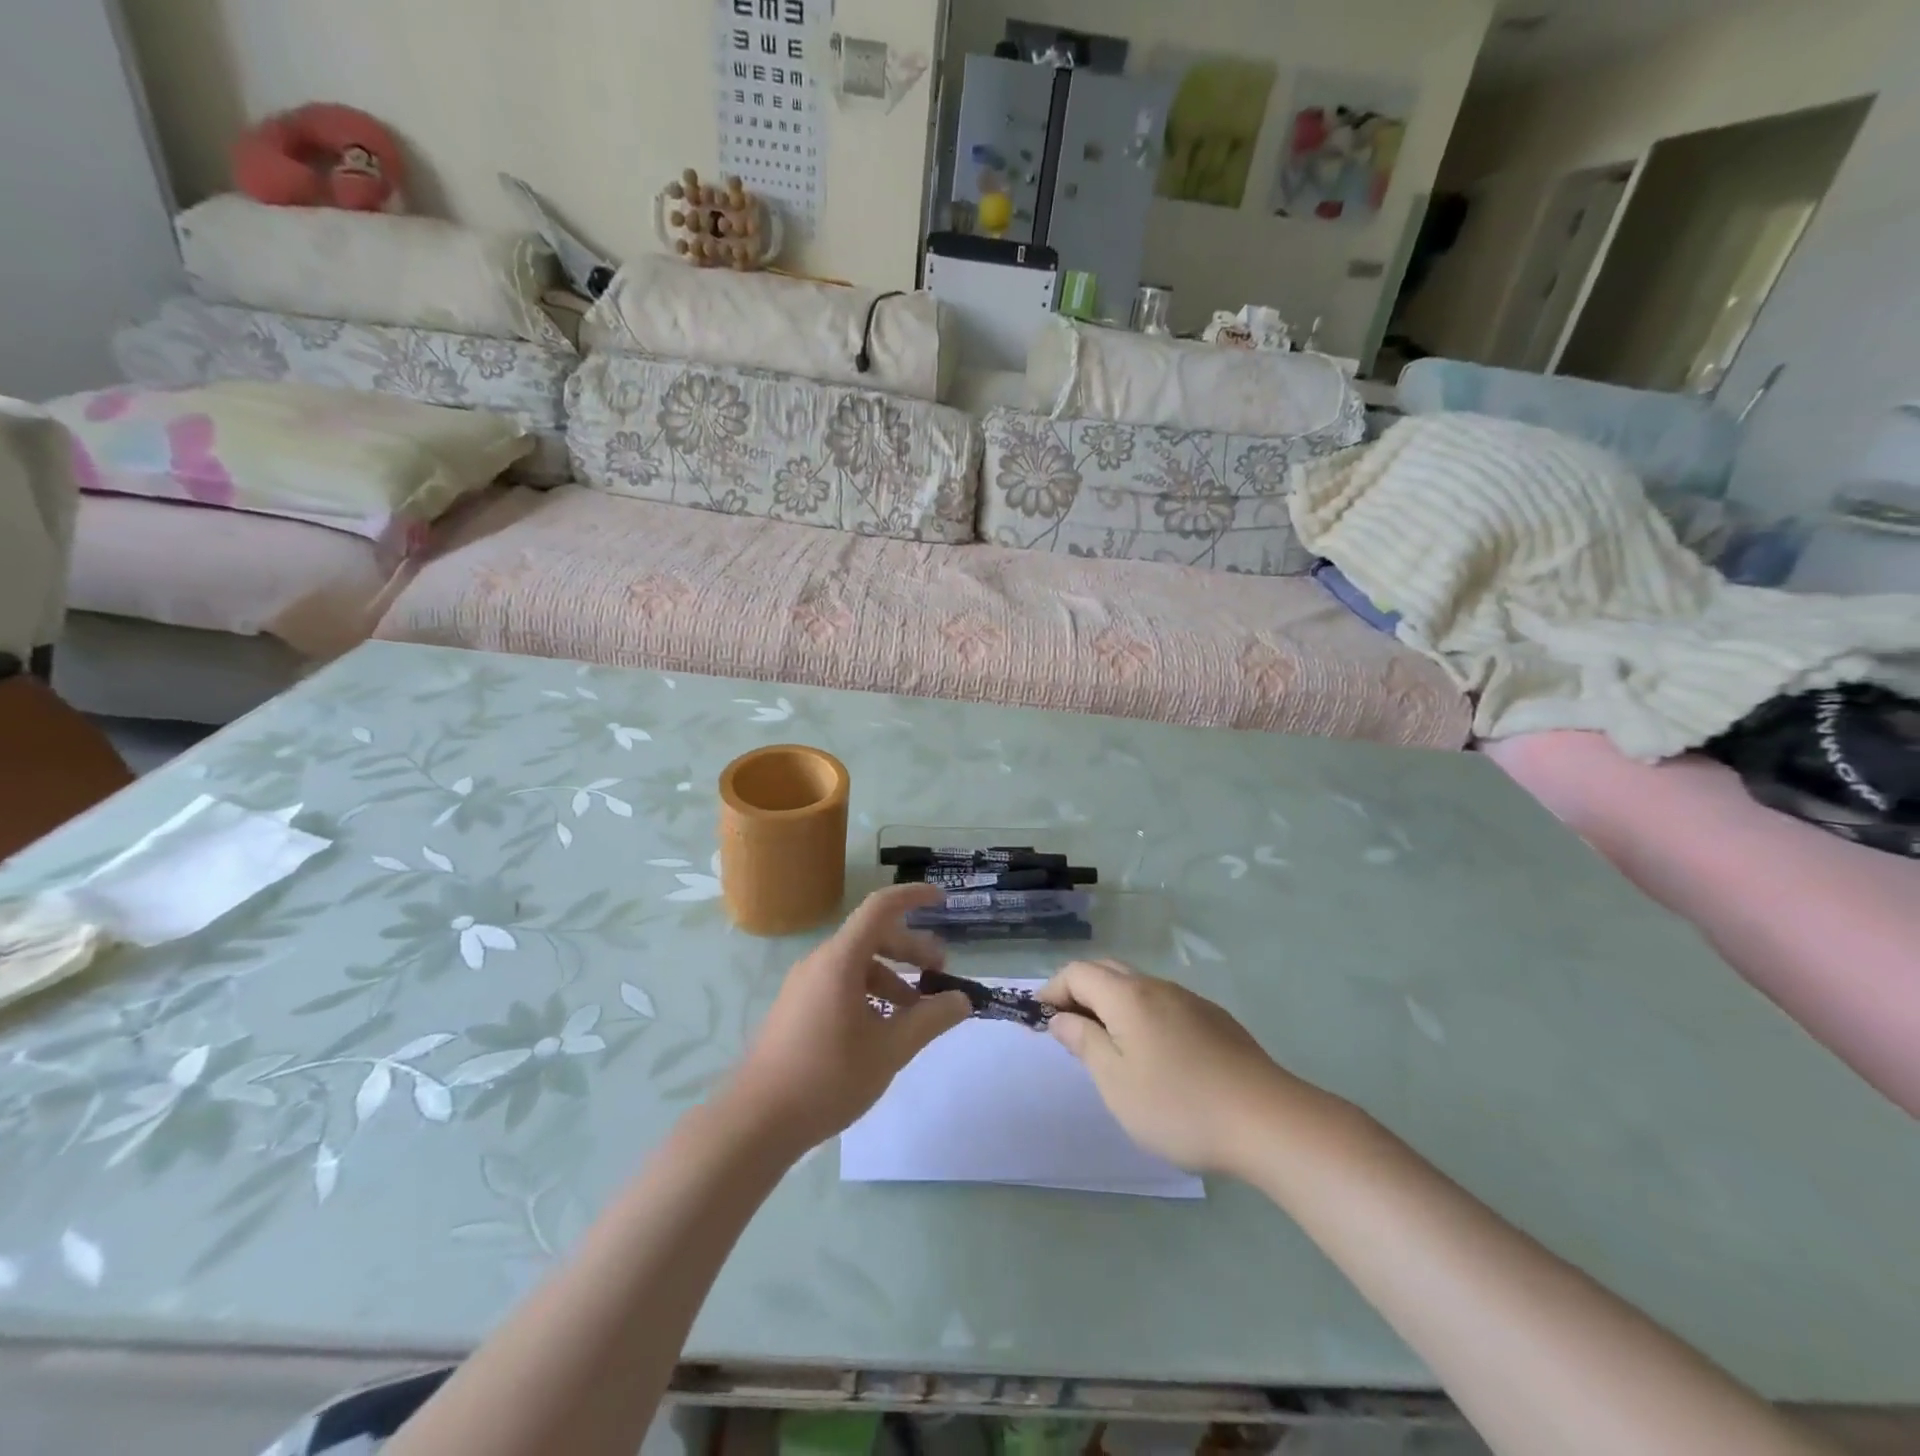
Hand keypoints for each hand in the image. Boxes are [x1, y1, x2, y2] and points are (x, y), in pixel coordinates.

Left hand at [724, 884, 970, 1154]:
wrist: (756, 1122)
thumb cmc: (827, 1078)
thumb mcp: (890, 1050)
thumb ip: (930, 1019)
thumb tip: (962, 999)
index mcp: (840, 960)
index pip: (881, 907)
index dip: (913, 897)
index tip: (942, 900)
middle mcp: (820, 962)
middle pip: (872, 937)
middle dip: (911, 950)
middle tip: (939, 974)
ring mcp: (804, 985)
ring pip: (857, 965)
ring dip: (891, 977)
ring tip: (915, 1012)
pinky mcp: (796, 1008)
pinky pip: (840, 984)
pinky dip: (869, 993)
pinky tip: (882, 1029)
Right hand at [1039, 959, 1309, 1175]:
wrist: (1268, 1121)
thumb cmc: (1179, 1105)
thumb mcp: (1116, 1082)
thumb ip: (1084, 1043)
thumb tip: (1061, 1019)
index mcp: (1128, 996)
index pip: (1078, 972)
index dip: (1053, 990)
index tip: (1040, 1020)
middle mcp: (1157, 987)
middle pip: (1108, 972)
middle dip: (1080, 992)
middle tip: (1068, 1029)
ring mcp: (1190, 1001)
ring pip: (1138, 987)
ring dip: (1112, 1004)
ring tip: (1108, 1045)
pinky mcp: (1215, 1021)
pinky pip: (1164, 1004)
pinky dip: (1142, 1016)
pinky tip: (1154, 1055)